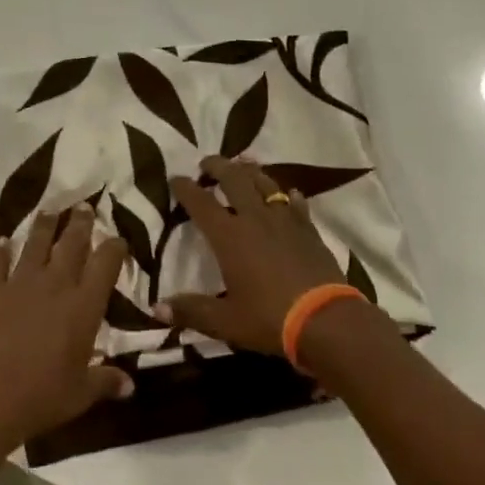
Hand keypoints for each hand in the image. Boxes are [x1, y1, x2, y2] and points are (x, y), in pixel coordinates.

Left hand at [0, 205, 132, 446]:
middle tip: (84, 206)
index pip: (105, 264)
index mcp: (84, 305)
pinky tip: (2, 241)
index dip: (114, 247)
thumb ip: (105, 381)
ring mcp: (20, 283)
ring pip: (35, 244)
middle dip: (80, 223)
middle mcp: (55, 285)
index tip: (118, 238)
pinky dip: (0, 251)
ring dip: (44, 225)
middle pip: (71, 244)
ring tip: (49, 210)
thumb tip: (130, 385)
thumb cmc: (42, 397)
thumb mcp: (81, 393)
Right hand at [160, 155, 347, 354]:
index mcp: (229, 236)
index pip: (201, 202)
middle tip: (207, 163)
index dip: (185, 188)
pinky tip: (289, 195)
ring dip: (250, 172)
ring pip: (265, 183)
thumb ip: (191, 311)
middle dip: (217, 166)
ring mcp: (285, 221)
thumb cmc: (269, 319)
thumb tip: (157, 308)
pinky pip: (296, 203)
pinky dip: (287, 196)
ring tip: (242, 166)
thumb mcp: (225, 321)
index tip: (175, 179)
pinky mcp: (309, 230)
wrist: (327, 321)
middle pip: (234, 179)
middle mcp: (255, 219)